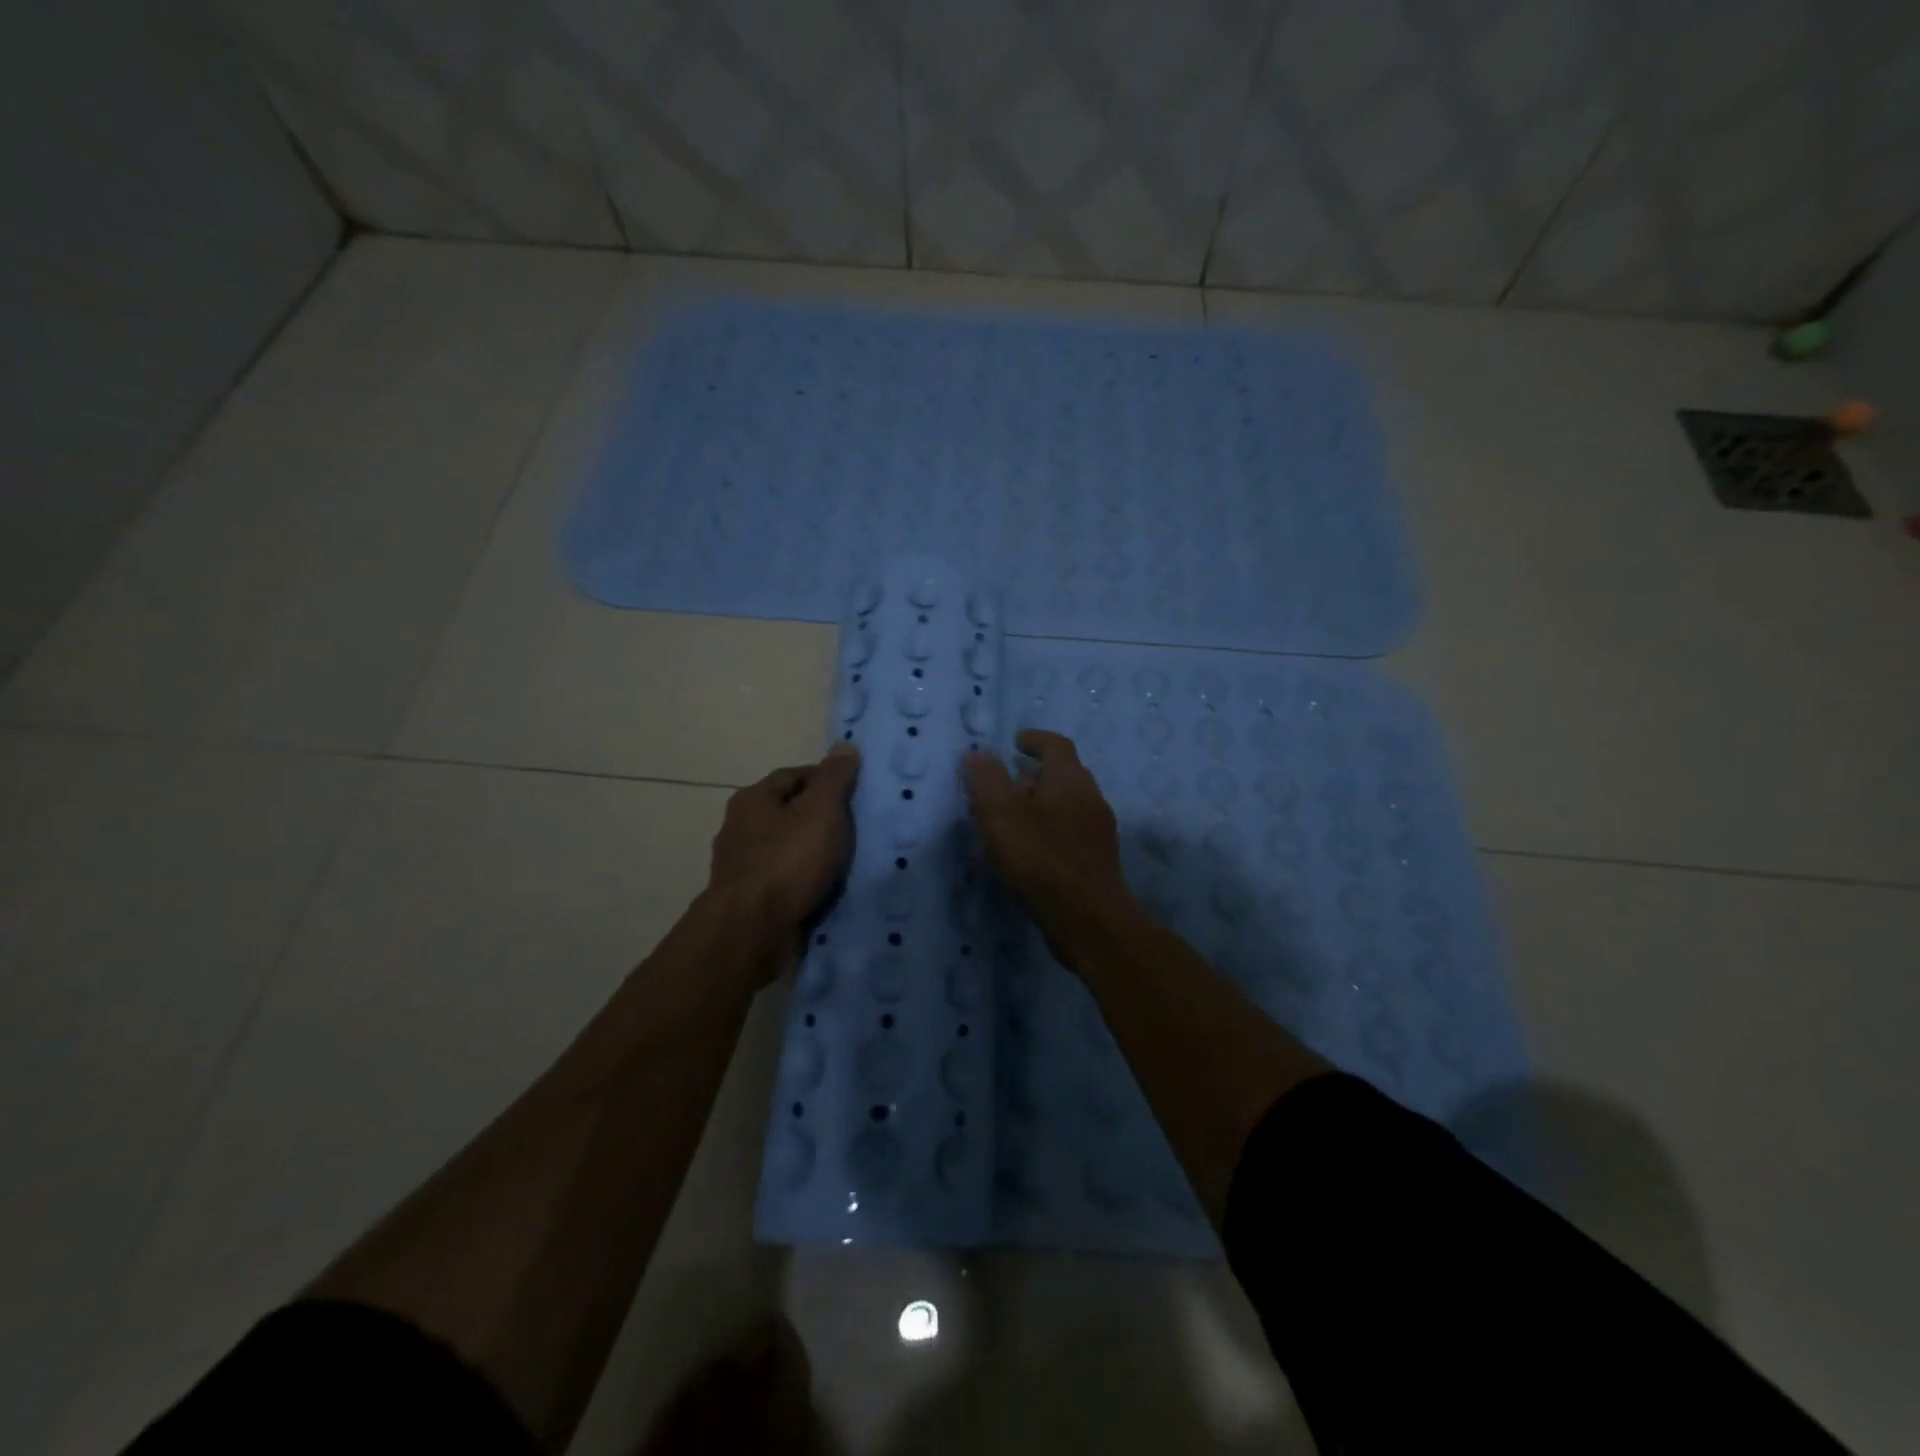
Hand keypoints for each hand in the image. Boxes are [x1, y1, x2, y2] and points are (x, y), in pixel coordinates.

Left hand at [708, 744, 860, 974]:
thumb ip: (834, 778)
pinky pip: (782, 881)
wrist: (751, 930)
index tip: (854, 794)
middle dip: (818, 818)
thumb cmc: (788, 861)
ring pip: (784, 848)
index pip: (794, 775)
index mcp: (752, 799)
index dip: (825, 780)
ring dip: (810, 853)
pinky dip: (802, 881)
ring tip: (843, 862)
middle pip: (787, 812)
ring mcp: (740, 866)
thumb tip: (844, 746)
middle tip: (854, 828)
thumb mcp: (821, 811)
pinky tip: (823, 889)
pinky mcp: (746, 900)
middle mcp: (739, 828)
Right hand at [962, 730, 1129, 927]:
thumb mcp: (1001, 814)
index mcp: (1070, 779)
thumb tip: (977, 753)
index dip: (1035, 740)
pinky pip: (1072, 831)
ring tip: (1014, 818)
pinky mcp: (1098, 859)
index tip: (1016, 741)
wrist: (1087, 917)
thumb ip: (987, 780)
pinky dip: (1051, 828)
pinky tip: (1032, 850)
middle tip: (1008, 782)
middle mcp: (1091, 797)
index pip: (1056, 745)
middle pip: (1065, 774)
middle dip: (1036, 774)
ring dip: (1043, 803)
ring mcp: (1099, 830)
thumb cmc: (1040, 857)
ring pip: (1069, 804)